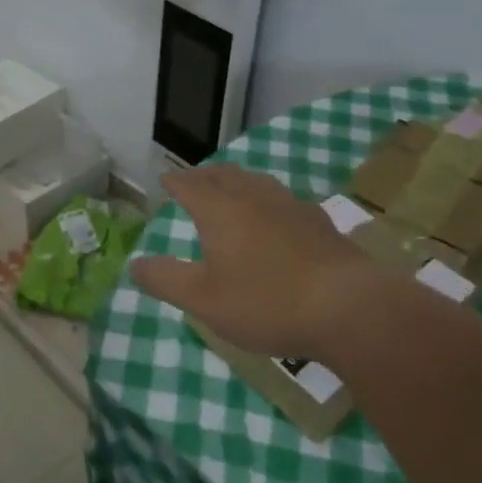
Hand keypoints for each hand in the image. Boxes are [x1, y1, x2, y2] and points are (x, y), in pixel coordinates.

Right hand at [131, 164, 384, 362]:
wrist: (346, 307)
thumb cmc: (265, 302)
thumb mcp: (203, 300)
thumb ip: (165, 280)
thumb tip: (135, 264)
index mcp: (220, 211)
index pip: (190, 185)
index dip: (175, 182)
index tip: (165, 180)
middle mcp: (254, 198)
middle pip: (224, 175)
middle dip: (204, 175)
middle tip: (193, 180)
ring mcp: (291, 206)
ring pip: (256, 182)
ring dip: (236, 181)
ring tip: (230, 189)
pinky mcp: (318, 222)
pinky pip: (282, 199)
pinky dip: (266, 199)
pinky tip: (275, 215)